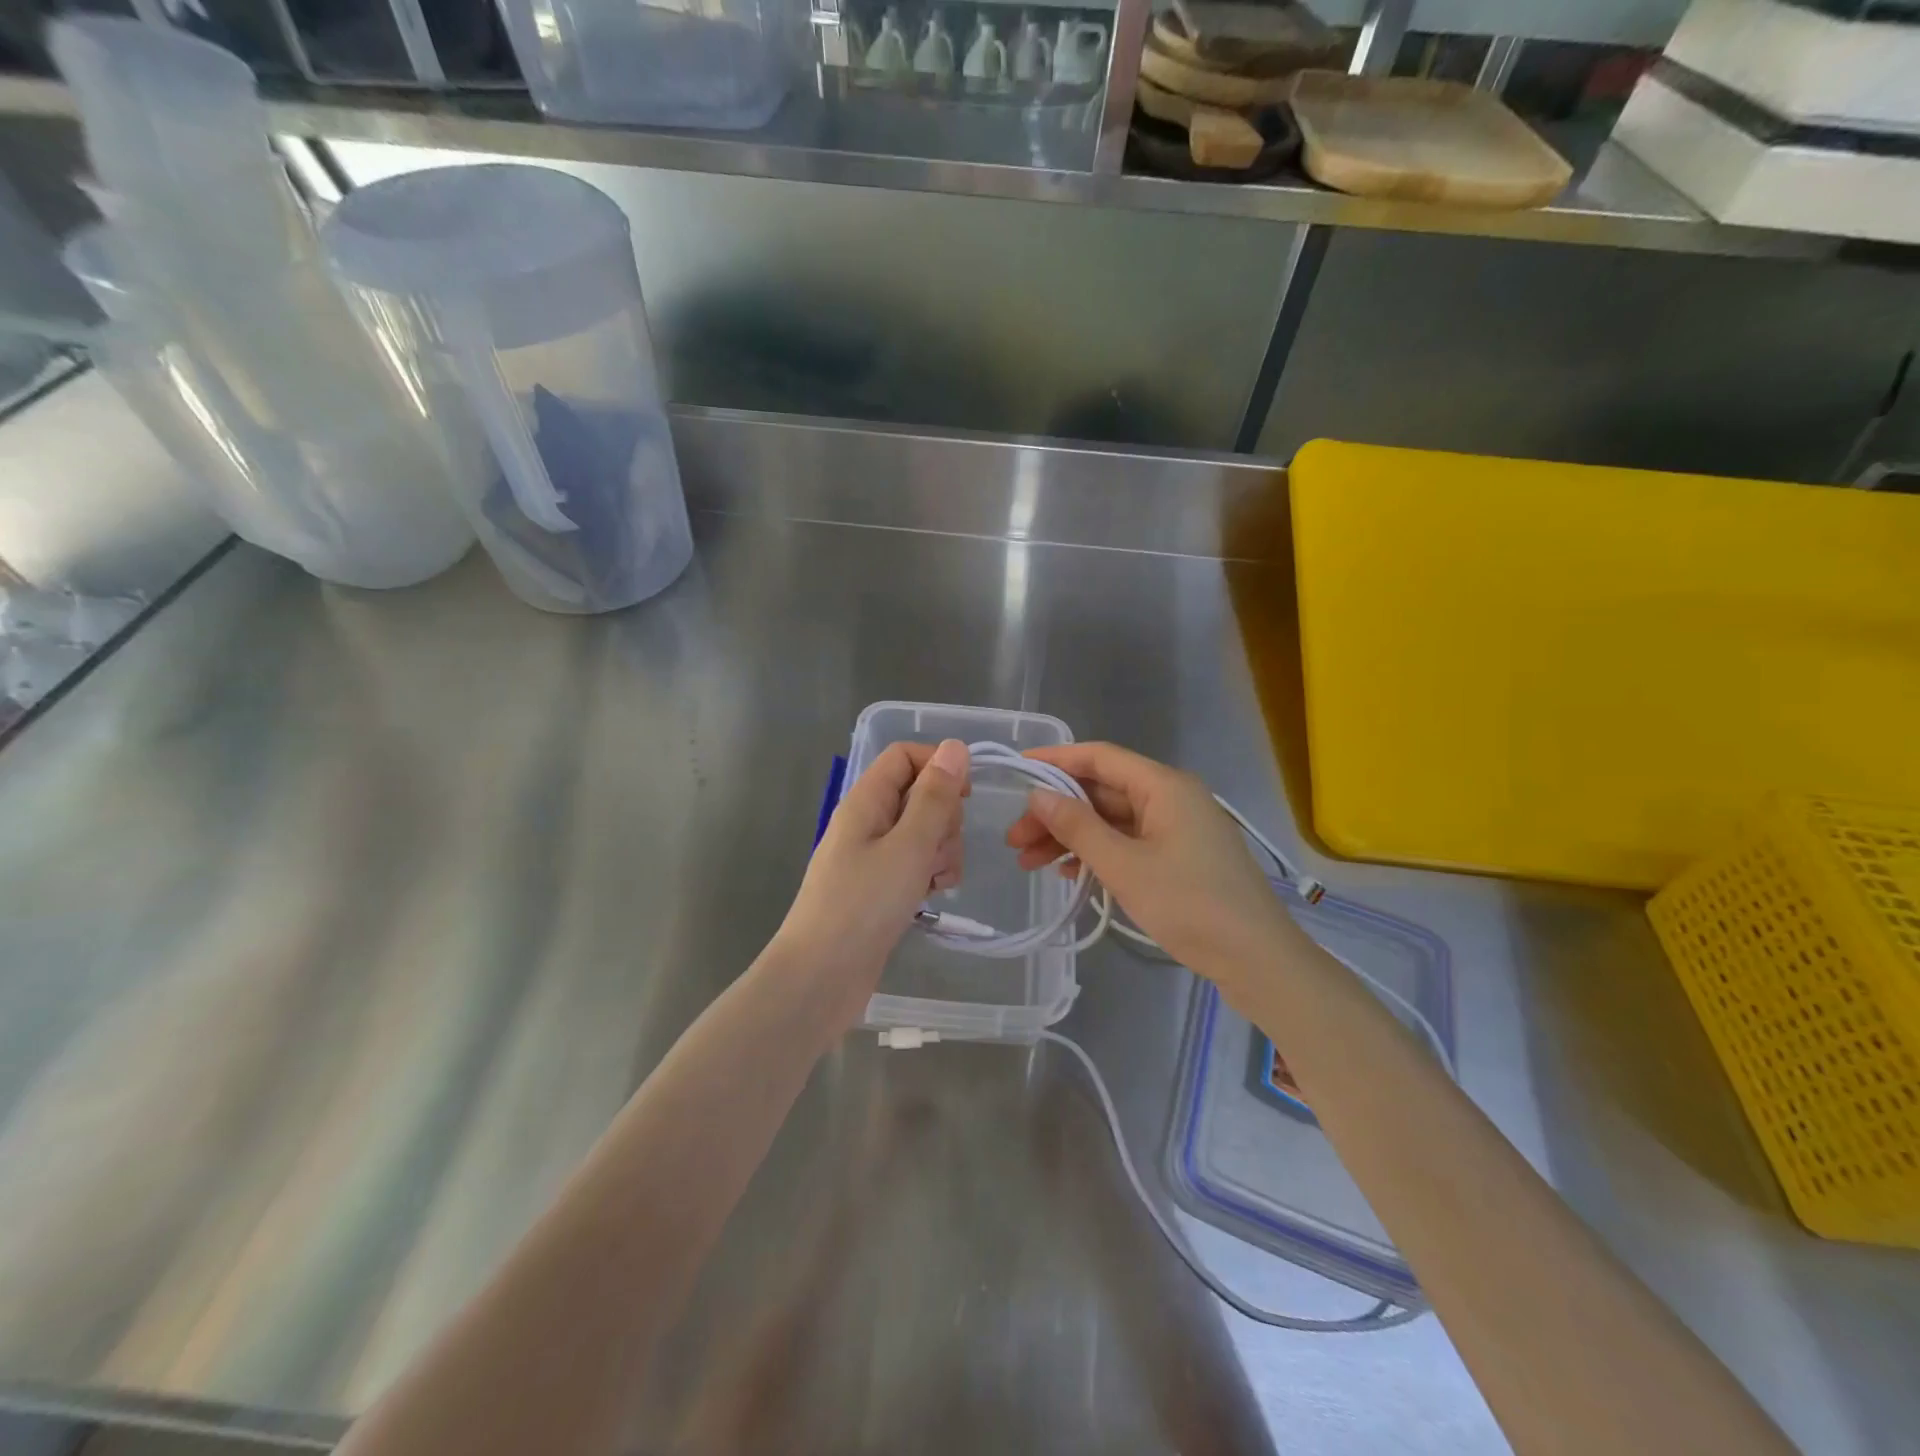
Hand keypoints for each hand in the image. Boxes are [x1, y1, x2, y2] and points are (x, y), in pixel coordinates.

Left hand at [773, 739, 969, 1031]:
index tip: (966, 796)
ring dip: (942, 850)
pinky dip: (931, 874)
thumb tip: (955, 747)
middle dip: (944, 818)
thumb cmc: (863, 905)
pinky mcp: (881, 887)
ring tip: (935, 882)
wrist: (821, 977)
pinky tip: (932, 897)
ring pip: (924, 832)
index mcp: (866, 800)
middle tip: (938, 851)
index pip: (904, 756)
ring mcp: (874, 856)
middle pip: (919, 794)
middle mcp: (868, 821)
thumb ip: (935, 797)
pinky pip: (916, 864)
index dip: (938, 766)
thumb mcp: (909, 846)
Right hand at [1004, 742, 1302, 988]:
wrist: (1257, 960)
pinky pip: (1128, 842)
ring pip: (1111, 820)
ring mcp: (1177, 828)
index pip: (1100, 758)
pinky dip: (1097, 853)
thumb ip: (1078, 827)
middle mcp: (1171, 797)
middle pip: (1102, 792)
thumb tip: (1039, 796)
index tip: (1016, 770)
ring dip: (1071, 837)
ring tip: (1029, 863)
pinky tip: (1069, 874)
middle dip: (1056, 812)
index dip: (1056, 760)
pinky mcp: (1180, 857)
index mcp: (1164, 786)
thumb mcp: (1124, 866)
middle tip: (1015, 840)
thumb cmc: (1190, 905)